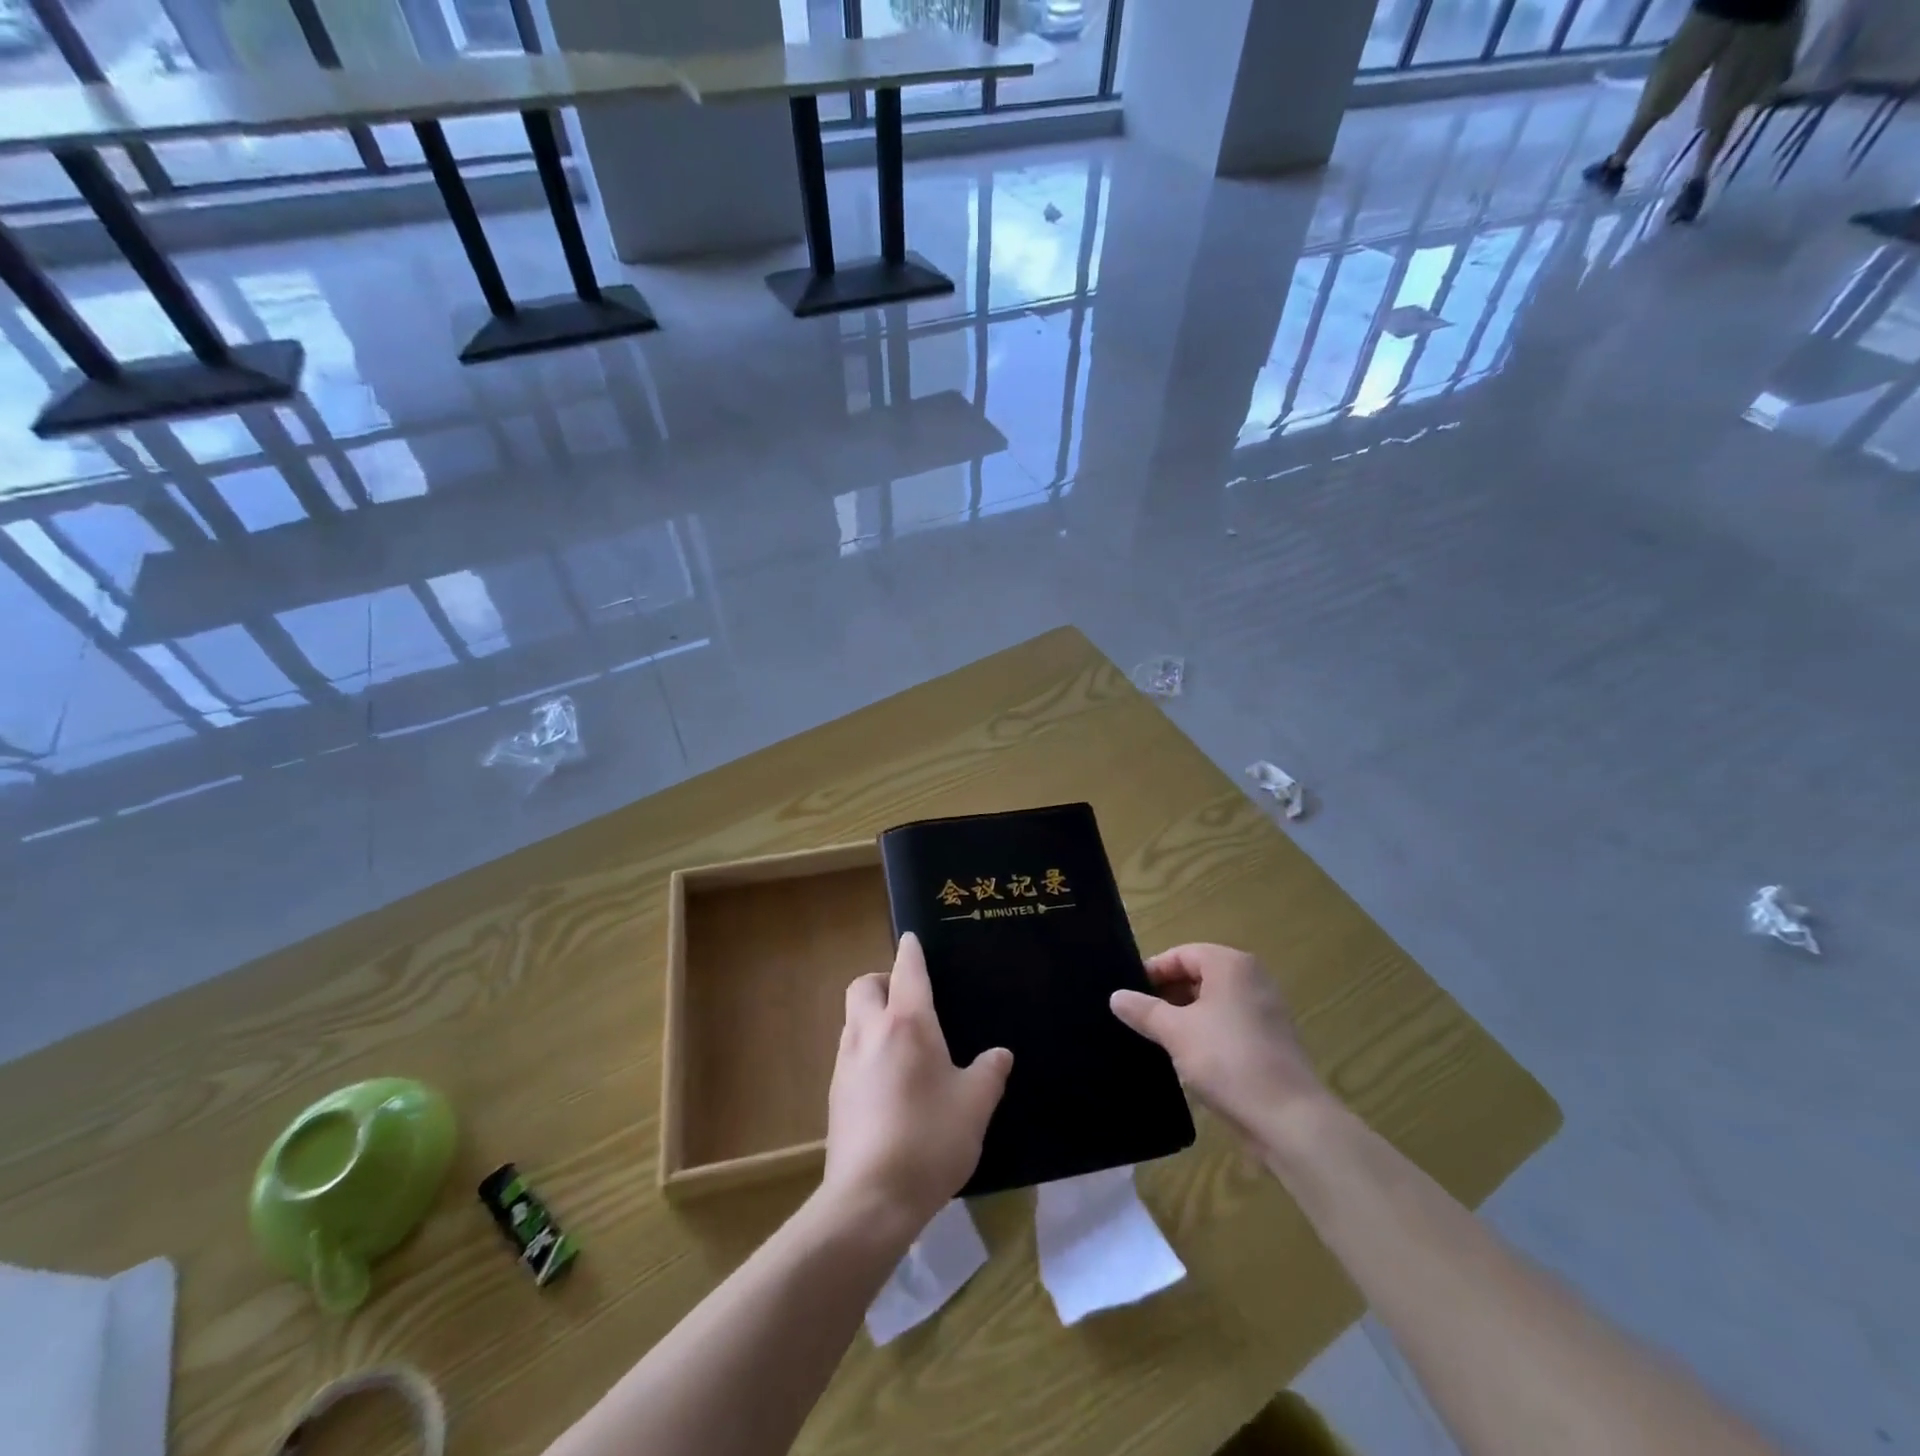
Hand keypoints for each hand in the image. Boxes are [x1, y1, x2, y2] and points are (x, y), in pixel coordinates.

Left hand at [822, 933, 1011, 1234]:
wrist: (870, 1198)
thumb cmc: (930, 1139)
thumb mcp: (974, 1106)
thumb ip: (989, 1073)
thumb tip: (1000, 1054)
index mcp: (908, 1024)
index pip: (906, 970)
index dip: (911, 950)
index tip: (913, 939)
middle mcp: (870, 1032)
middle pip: (863, 985)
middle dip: (882, 980)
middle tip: (908, 997)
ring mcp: (847, 1063)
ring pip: (852, 1019)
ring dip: (872, 1015)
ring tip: (902, 1040)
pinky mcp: (835, 1094)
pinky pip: (850, 1053)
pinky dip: (866, 1049)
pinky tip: (888, 1080)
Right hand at [1109, 943, 1329, 1151]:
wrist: (1289, 1119)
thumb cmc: (1228, 1060)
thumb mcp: (1175, 1032)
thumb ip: (1144, 1010)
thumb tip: (1116, 996)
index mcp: (1231, 965)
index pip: (1181, 954)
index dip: (1152, 972)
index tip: (1128, 995)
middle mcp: (1251, 979)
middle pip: (1198, 975)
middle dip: (1166, 995)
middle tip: (1137, 1017)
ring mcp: (1265, 1010)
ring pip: (1212, 1002)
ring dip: (1184, 1016)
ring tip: (1156, 1038)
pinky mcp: (1270, 1041)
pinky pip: (1228, 1024)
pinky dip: (1205, 1033)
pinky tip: (1186, 1057)